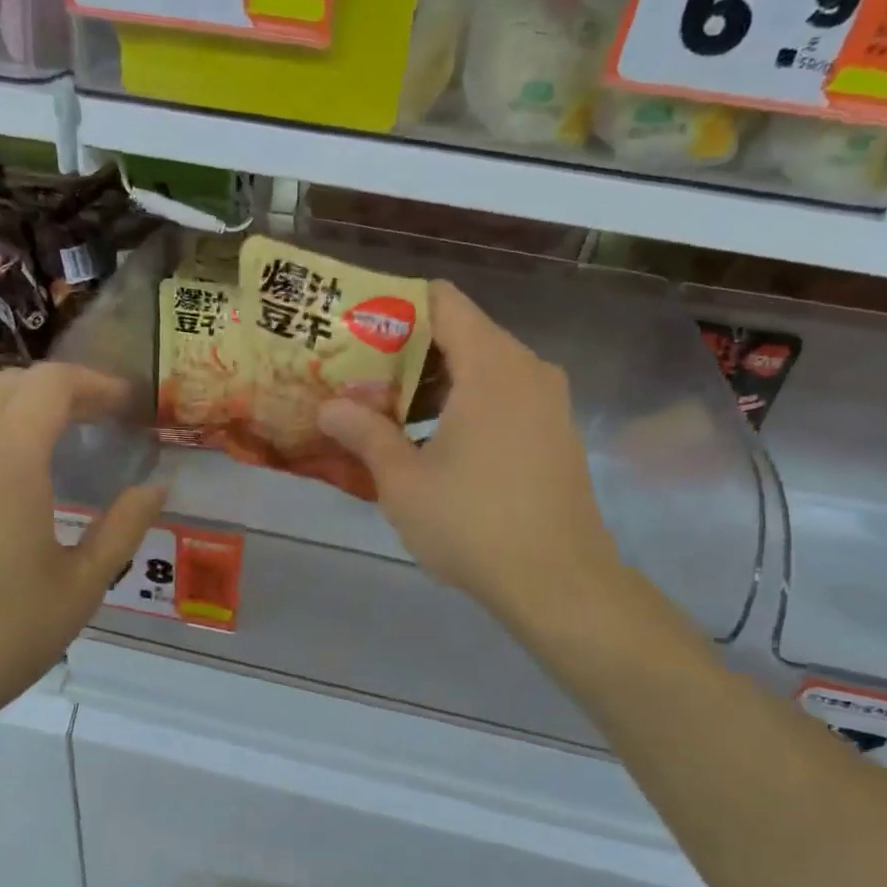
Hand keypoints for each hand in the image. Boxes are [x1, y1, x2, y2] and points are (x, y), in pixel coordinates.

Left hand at [0, 364, 166, 733]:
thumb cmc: (4, 633)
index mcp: (9, 459)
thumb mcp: (83, 584)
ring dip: (22, 404)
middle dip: (62, 390)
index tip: (127, 405)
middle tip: (101, 420)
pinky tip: (11, 472)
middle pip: (12, 384)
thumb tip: (158, 487)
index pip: (51, 384)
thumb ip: (125, 526)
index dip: (95, 383)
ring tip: (59, 437)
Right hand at [316, 281, 625, 632]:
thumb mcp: (404, 480)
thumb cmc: (473, 523)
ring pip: (482, 369)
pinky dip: (465, 405)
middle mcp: (527, 369)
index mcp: (491, 365)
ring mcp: (548, 401)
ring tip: (387, 413)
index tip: (356, 333)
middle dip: (407, 353)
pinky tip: (433, 443)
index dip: (395, 308)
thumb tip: (328, 407)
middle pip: (461, 334)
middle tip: (358, 378)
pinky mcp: (556, 432)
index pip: (441, 302)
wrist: (559, 583)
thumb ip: (364, 433)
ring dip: (434, 384)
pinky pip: (504, 397)